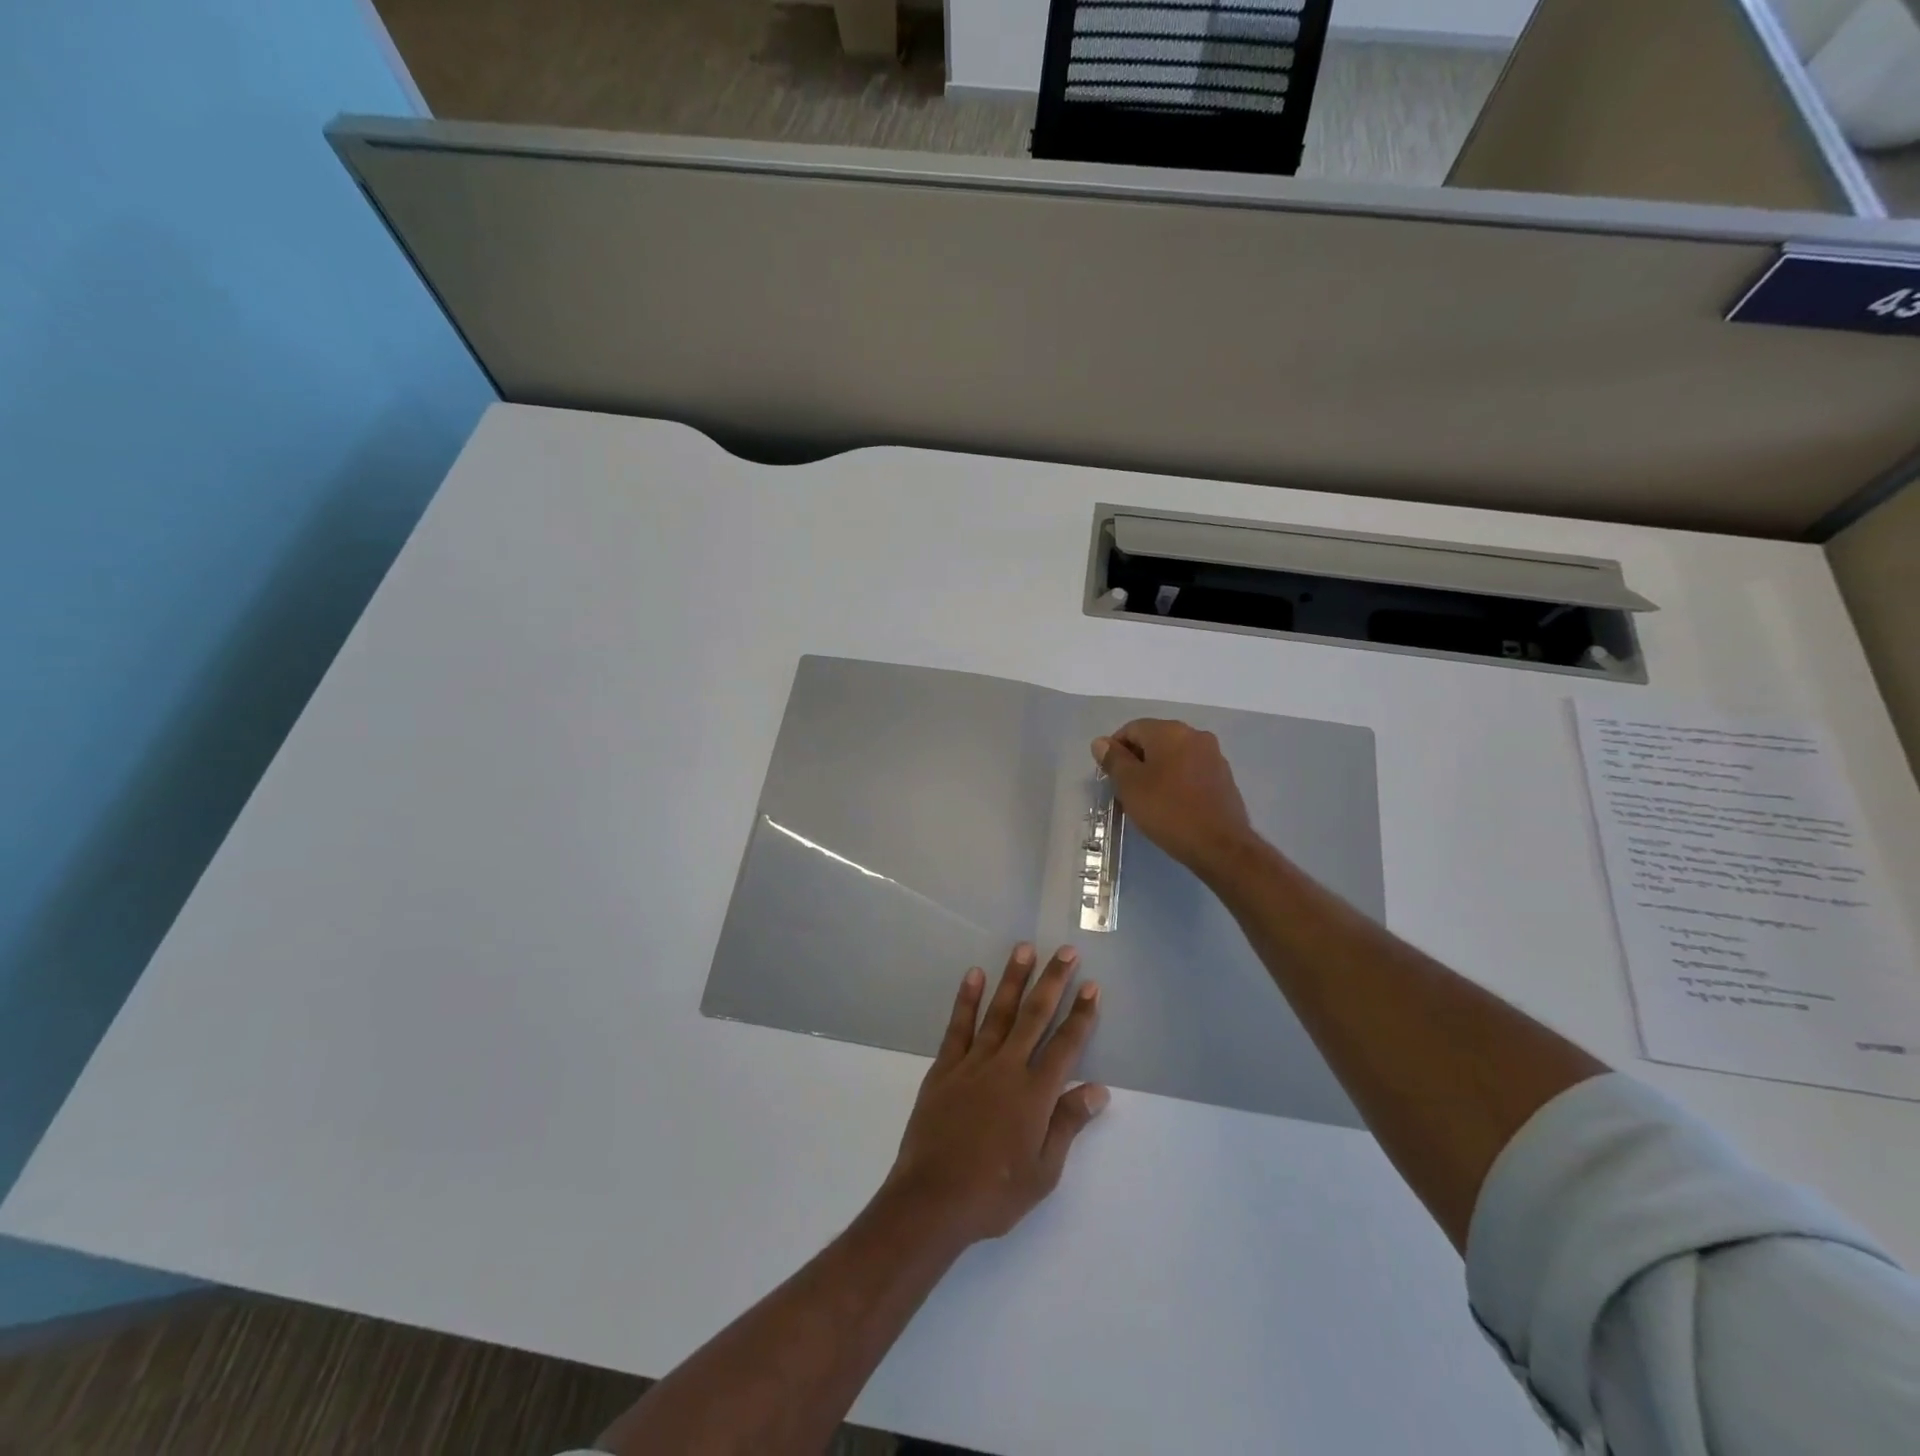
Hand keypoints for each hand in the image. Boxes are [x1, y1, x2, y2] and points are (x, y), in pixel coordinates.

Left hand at [883, 945, 1107, 1245]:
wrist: (932, 1199)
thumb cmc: (994, 1193)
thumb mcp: (1043, 1171)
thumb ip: (1067, 1124)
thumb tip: (1097, 1090)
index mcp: (1035, 1094)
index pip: (1066, 1045)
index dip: (1081, 1015)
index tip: (1092, 986)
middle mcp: (1007, 1068)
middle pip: (1035, 1016)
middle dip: (1053, 981)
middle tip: (1066, 951)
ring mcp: (973, 1063)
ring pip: (998, 1012)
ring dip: (1013, 978)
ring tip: (1024, 948)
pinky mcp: (945, 1067)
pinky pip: (959, 1026)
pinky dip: (967, 999)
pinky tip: (974, 974)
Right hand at [1093, 719, 1257, 877]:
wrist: (1220, 845)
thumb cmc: (1167, 810)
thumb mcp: (1130, 785)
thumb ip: (1113, 759)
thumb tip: (1101, 742)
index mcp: (1170, 731)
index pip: (1132, 729)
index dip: (1115, 750)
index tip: (1110, 776)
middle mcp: (1195, 735)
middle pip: (1154, 740)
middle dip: (1136, 760)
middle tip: (1126, 789)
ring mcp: (1213, 756)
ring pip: (1174, 756)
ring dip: (1156, 771)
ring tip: (1148, 799)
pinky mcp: (1224, 777)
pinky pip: (1191, 770)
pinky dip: (1176, 781)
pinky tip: (1171, 804)